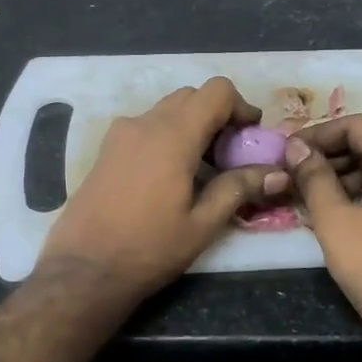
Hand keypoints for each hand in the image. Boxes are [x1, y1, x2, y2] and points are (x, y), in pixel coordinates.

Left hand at [38, 77, 288, 303]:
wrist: (83, 270)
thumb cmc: (148, 249)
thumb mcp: (201, 224)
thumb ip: (239, 188)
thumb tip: (278, 173)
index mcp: (173, 135)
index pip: (216, 91)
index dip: (241, 106)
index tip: (251, 136)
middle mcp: (145, 123)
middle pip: (192, 96)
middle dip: (218, 116)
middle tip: (231, 155)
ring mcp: (120, 134)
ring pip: (167, 110)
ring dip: (192, 125)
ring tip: (202, 168)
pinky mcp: (106, 149)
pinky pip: (146, 126)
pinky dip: (168, 135)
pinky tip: (171, 175)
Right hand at [285, 114, 361, 344]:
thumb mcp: (335, 221)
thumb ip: (314, 178)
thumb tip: (296, 149)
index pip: (357, 125)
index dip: (318, 134)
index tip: (289, 152)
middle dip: (332, 156)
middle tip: (296, 175)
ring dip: (349, 177)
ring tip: (313, 197)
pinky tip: (344, 214)